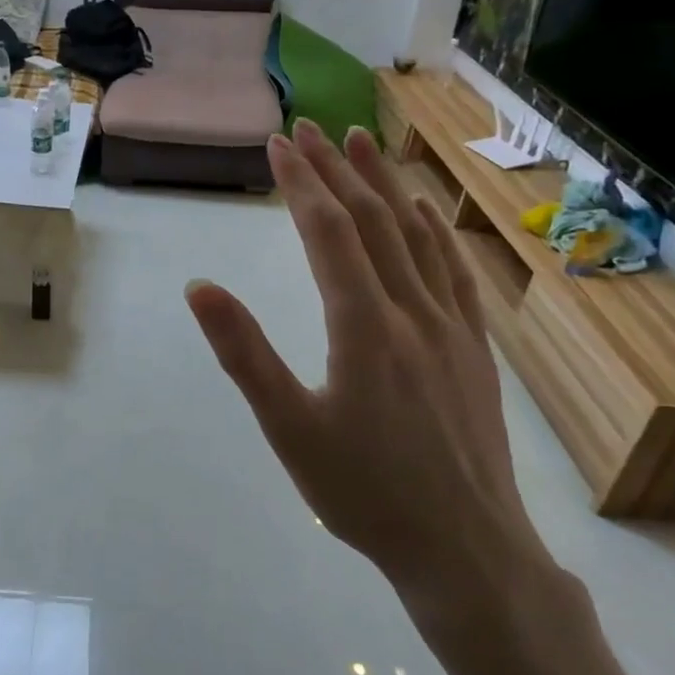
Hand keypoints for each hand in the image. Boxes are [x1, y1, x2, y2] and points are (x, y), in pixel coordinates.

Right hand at [186, 120, 544, 622]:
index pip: (328, 233)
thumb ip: (244, 353)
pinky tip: (425, 211)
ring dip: (385, 184)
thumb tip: (200, 287)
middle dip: (337, 169)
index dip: (302, 183)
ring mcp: (451, 326)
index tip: (277, 143)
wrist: (464, 547)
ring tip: (363, 142)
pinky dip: (434, 231)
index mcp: (363, 326)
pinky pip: (454, 271)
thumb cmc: (362, 491)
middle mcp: (411, 311)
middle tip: (308, 127)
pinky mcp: (474, 348)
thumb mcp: (288, 427)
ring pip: (415, 237)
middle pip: (372, 221)